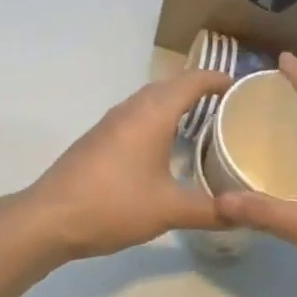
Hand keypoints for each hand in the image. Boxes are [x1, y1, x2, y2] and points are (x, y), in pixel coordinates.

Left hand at [20, 69, 232, 259]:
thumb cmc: (113, 204)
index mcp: (152, 113)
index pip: (193, 80)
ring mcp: (112, 122)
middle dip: (202, 91)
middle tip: (233, 109)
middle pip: (172, 86)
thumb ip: (210, 210)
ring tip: (207, 126)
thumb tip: (245, 214)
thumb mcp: (169, 209)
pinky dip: (160, 121)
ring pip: (152, 101)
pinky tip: (169, 149)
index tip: (245, 88)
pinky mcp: (100, 138)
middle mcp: (132, 108)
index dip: (220, 79)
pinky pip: (138, 117)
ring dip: (178, 105)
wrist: (50, 217)